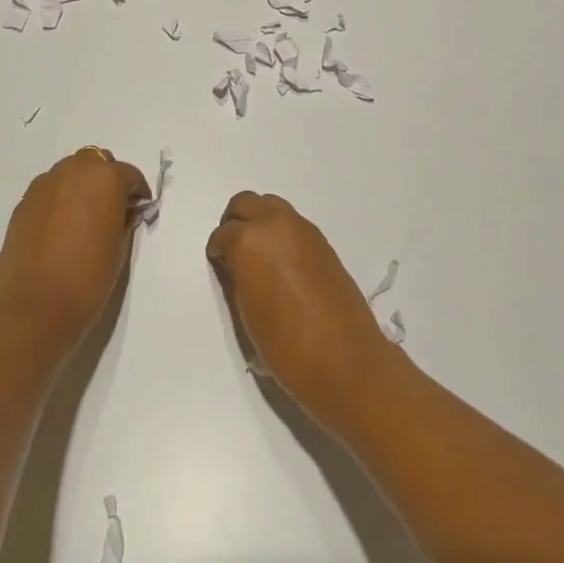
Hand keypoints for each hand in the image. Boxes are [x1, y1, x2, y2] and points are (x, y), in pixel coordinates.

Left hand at [0, 148, 149, 354]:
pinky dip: (58, 200)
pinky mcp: (23, 202)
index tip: (138, 211)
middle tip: (110, 208)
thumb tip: (122, 211)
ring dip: (80, 185)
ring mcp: (45, 184)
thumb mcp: (120, 247)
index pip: (129, 174)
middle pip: (95, 162)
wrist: (36, 307)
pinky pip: (49, 191)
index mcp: (105, 177)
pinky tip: (59, 228)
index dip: (137, 193)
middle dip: (106, 179)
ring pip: (69, 172)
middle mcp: (74, 170)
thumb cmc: (88, 278)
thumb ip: (124, 219)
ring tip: (82, 217)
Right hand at [206, 192, 392, 431]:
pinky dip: (281, 232)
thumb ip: (237, 278)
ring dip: (260, 222)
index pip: (223, 234)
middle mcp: (275, 223)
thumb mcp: (247, 313)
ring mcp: (302, 228)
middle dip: (235, 222)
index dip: (218, 251)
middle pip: (246, 203)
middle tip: (234, 250)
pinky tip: (283, 263)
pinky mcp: (322, 240)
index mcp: (249, 241)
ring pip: (271, 205)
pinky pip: (293, 223)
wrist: (345, 359)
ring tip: (259, 256)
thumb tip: (236, 264)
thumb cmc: (286, 345)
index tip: (220, 266)